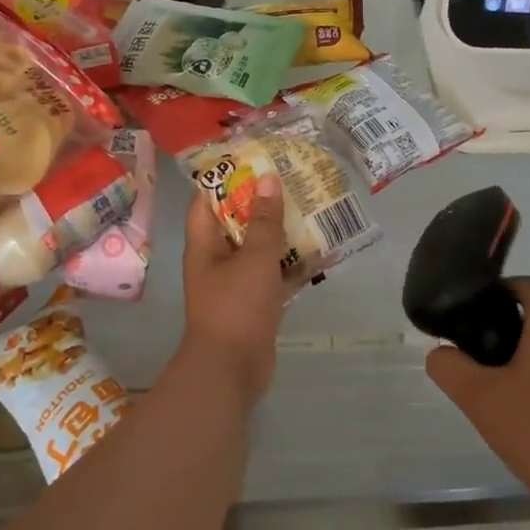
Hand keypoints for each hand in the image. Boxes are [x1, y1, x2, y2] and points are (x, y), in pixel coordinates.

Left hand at [178, 173, 292, 405]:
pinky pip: (277, 276)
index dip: (225, 178)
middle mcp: (218, 259)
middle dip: (264, 203)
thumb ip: (265, 221)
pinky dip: (295, 266)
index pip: (206, 200)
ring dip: (284, 233)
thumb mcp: (255, 258)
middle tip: (293, 179)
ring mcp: (238, 283)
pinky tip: (324, 252)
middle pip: (239, 223)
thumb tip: (268, 179)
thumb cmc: (236, 307)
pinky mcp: (257, 304)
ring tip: (313, 208)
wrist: (231, 370)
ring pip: (261, 249)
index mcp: (205, 244)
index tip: (253, 159)